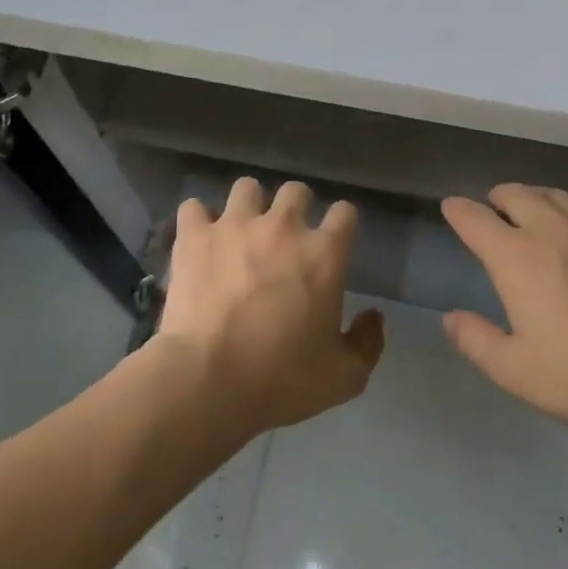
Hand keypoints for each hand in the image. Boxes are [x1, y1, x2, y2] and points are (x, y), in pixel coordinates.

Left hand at [159, 177, 383, 434]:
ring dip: (248, 206)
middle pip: (296, 191)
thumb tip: (374, 317)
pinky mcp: (194, 236)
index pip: (345, 212)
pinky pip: (193, 207)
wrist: (208, 380)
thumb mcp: (343, 377)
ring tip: (241, 231)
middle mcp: (283, 226)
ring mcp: (235, 225)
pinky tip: (200, 240)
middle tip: (286, 238)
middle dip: (295, 208)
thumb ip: (366, 344)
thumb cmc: (281, 379)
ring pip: (246, 187)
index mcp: (324, 253)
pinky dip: (198, 221)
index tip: (334, 242)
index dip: (342, 224)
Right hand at [441, 184, 567, 439]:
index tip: (451, 208)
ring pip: (558, 197)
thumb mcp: (517, 371)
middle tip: (493, 210)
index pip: (475, 218)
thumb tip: (451, 318)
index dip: (458, 210)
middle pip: (517, 193)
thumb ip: (476, 341)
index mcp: (517, 256)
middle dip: (498, 197)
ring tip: (535, 215)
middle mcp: (554, 230)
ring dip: (537, 200)